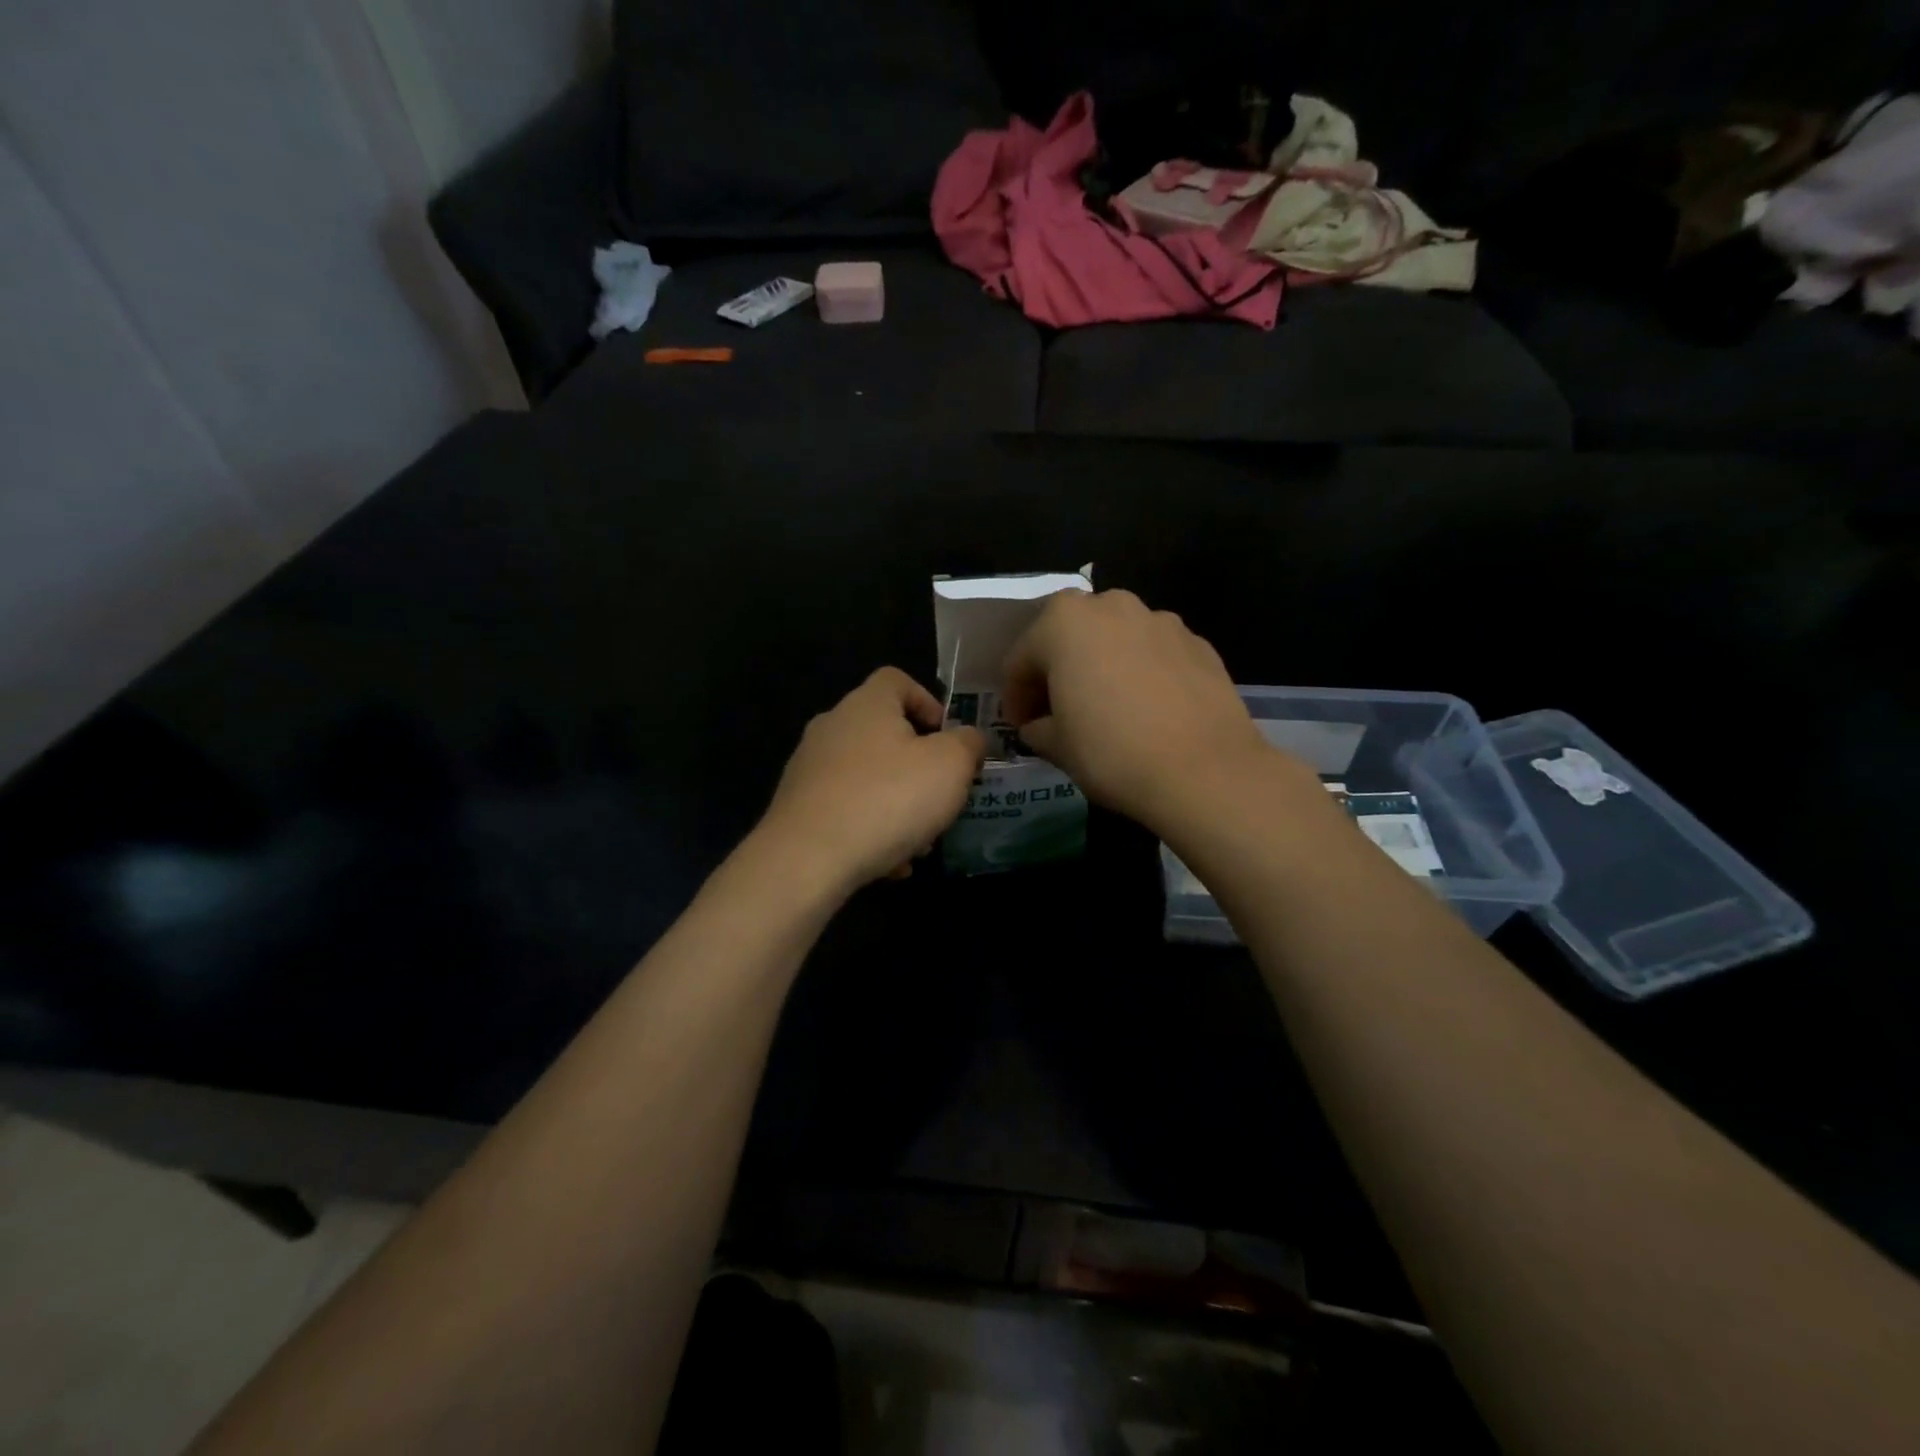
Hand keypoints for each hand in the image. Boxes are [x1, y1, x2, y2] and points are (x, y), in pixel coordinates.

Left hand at [759, 668, 985, 893]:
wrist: (808, 859)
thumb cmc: (889, 799)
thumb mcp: (950, 766)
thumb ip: (968, 744)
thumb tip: (968, 739)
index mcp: (867, 705)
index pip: (897, 680)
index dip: (928, 702)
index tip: (947, 738)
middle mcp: (832, 727)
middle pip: (884, 735)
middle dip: (919, 768)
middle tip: (941, 798)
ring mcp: (809, 768)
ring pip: (868, 779)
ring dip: (899, 806)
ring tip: (920, 843)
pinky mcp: (797, 807)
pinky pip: (846, 811)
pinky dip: (871, 831)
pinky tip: (890, 865)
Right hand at [1001, 589, 1278, 830]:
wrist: (1204, 770)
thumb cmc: (1111, 752)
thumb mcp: (1056, 746)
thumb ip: (1038, 727)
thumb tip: (1038, 726)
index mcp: (1063, 622)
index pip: (1022, 658)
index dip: (1016, 696)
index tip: (1021, 726)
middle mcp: (1111, 606)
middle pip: (1069, 637)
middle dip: (1058, 671)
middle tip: (1057, 712)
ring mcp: (1160, 620)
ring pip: (1114, 641)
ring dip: (1101, 667)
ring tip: (1106, 710)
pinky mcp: (1198, 643)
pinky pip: (1153, 654)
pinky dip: (1140, 674)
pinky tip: (1147, 712)